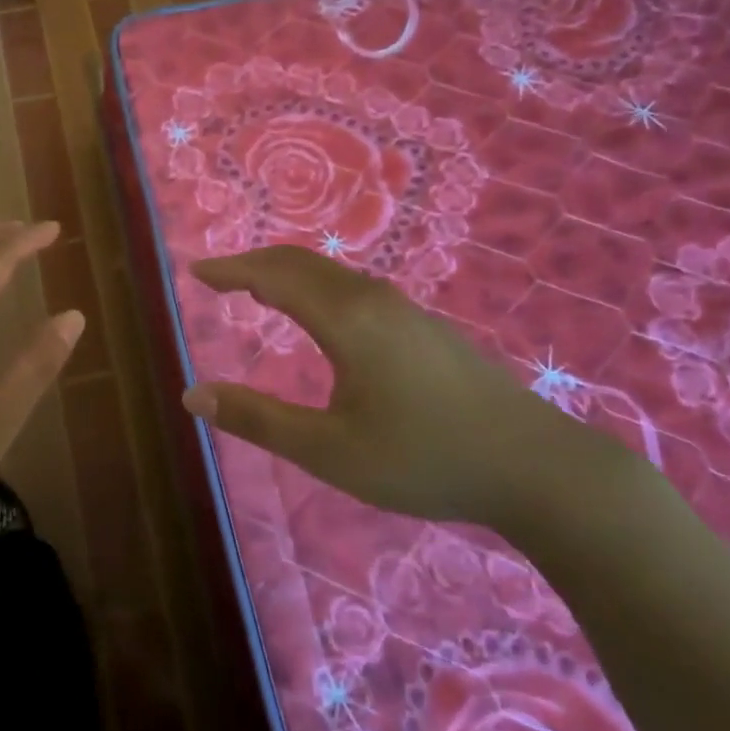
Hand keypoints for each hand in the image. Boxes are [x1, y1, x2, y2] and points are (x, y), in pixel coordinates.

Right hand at [186, 246, 602, 529]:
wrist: (537, 467)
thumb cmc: (424, 459)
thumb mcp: (330, 451)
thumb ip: (258, 420)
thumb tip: (192, 395)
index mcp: (345, 319)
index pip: (272, 275)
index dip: (231, 271)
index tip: (195, 273)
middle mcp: (372, 299)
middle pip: (300, 263)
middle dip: (253, 264)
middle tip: (218, 278)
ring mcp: (404, 309)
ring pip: (330, 274)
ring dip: (286, 273)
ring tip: (257, 291)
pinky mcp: (423, 326)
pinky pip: (353, 287)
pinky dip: (315, 286)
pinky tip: (319, 315)